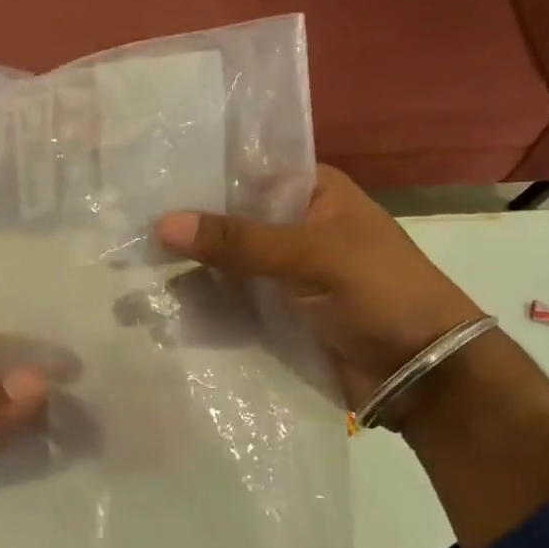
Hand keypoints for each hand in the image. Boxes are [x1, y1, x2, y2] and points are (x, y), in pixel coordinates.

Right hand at [156, 165, 482, 405]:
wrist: (425, 375)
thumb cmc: (379, 292)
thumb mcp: (310, 256)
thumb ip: (238, 240)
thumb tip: (162, 223)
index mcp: (313, 193)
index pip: (245, 172)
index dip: (199, 176)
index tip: (146, 180)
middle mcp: (294, 227)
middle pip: (230, 221)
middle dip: (185, 229)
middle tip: (123, 230)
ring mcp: (284, 274)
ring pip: (226, 265)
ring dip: (187, 271)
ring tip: (129, 274)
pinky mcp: (277, 315)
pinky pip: (233, 304)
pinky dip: (203, 306)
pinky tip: (160, 308)